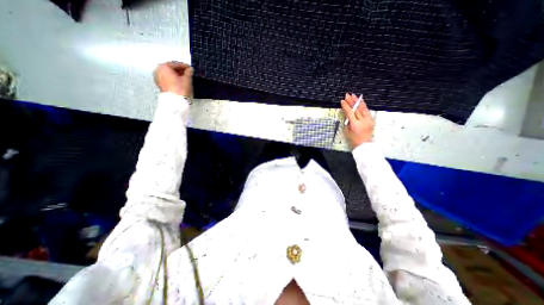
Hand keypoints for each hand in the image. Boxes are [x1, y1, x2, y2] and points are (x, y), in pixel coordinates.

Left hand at [153, 62, 192, 97]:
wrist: (175, 101)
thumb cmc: (181, 89)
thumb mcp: (187, 79)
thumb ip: (188, 72)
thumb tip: (190, 69)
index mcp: (164, 67)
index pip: (176, 64)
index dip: (184, 66)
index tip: (190, 68)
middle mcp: (158, 70)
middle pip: (171, 68)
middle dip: (179, 70)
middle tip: (188, 73)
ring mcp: (157, 77)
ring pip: (168, 73)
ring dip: (176, 74)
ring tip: (185, 78)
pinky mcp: (159, 84)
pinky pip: (167, 78)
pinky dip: (173, 78)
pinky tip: (179, 81)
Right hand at [338, 93, 374, 148]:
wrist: (364, 145)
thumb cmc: (353, 140)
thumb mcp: (347, 131)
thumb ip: (347, 122)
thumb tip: (347, 113)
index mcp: (355, 125)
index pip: (350, 112)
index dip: (346, 106)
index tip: (342, 101)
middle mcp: (363, 121)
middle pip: (357, 109)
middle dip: (352, 101)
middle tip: (348, 95)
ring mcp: (368, 120)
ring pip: (363, 108)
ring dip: (358, 101)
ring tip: (354, 96)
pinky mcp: (371, 120)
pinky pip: (367, 111)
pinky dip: (363, 106)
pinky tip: (361, 102)